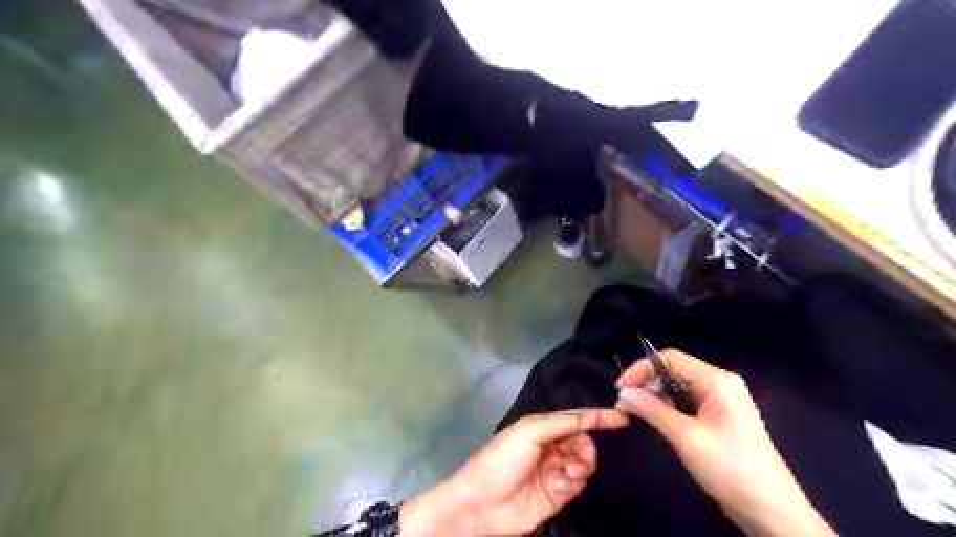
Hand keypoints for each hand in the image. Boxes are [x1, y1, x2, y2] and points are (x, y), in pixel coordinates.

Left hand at [401, 409, 633, 533]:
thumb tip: (589, 417)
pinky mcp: (558, 494)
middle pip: (583, 441)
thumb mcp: (528, 432)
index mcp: (542, 427)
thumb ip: (560, 423)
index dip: (598, 417)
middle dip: (586, 448)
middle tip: (577, 460)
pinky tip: (558, 487)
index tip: (622, 419)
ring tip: (565, 476)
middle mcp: (551, 446)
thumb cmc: (501, 460)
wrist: (482, 504)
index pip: (576, 418)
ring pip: (583, 463)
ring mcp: (555, 470)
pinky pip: (577, 483)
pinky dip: (572, 483)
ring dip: (579, 467)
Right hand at [617, 348, 833, 536]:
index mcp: (717, 381)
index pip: (671, 359)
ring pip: (678, 388)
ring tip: (634, 413)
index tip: (620, 389)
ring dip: (655, 398)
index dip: (642, 368)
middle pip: (674, 371)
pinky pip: (687, 404)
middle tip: (623, 404)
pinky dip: (668, 409)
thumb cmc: (730, 468)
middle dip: (647, 384)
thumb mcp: (686, 437)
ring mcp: (721, 402)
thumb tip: (623, 393)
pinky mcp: (719, 419)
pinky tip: (655, 421)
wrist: (771, 512)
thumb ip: (652, 410)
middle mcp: (720, 384)